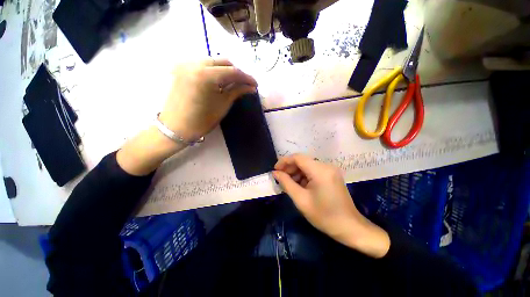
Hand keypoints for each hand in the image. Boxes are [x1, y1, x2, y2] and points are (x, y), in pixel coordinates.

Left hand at [117, 58, 256, 175]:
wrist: (176, 127)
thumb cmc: (202, 120)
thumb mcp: (223, 105)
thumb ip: (237, 91)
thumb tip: (251, 87)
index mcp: (205, 75)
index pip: (232, 71)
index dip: (246, 77)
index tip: (255, 84)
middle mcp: (194, 63)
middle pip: (223, 62)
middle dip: (236, 72)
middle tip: (245, 84)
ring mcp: (186, 64)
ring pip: (213, 61)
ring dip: (226, 70)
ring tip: (234, 82)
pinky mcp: (182, 68)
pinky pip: (203, 64)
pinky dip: (214, 70)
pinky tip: (219, 81)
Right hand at [273, 154, 389, 257]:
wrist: (349, 227)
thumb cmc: (324, 216)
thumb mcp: (301, 200)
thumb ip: (286, 183)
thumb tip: (275, 173)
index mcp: (320, 170)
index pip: (298, 158)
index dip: (284, 161)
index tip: (275, 170)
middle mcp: (326, 166)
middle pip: (302, 161)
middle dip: (289, 168)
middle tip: (280, 178)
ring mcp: (330, 170)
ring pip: (307, 165)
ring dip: (296, 172)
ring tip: (288, 183)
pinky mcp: (331, 175)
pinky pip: (313, 171)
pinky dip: (304, 176)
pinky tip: (299, 185)